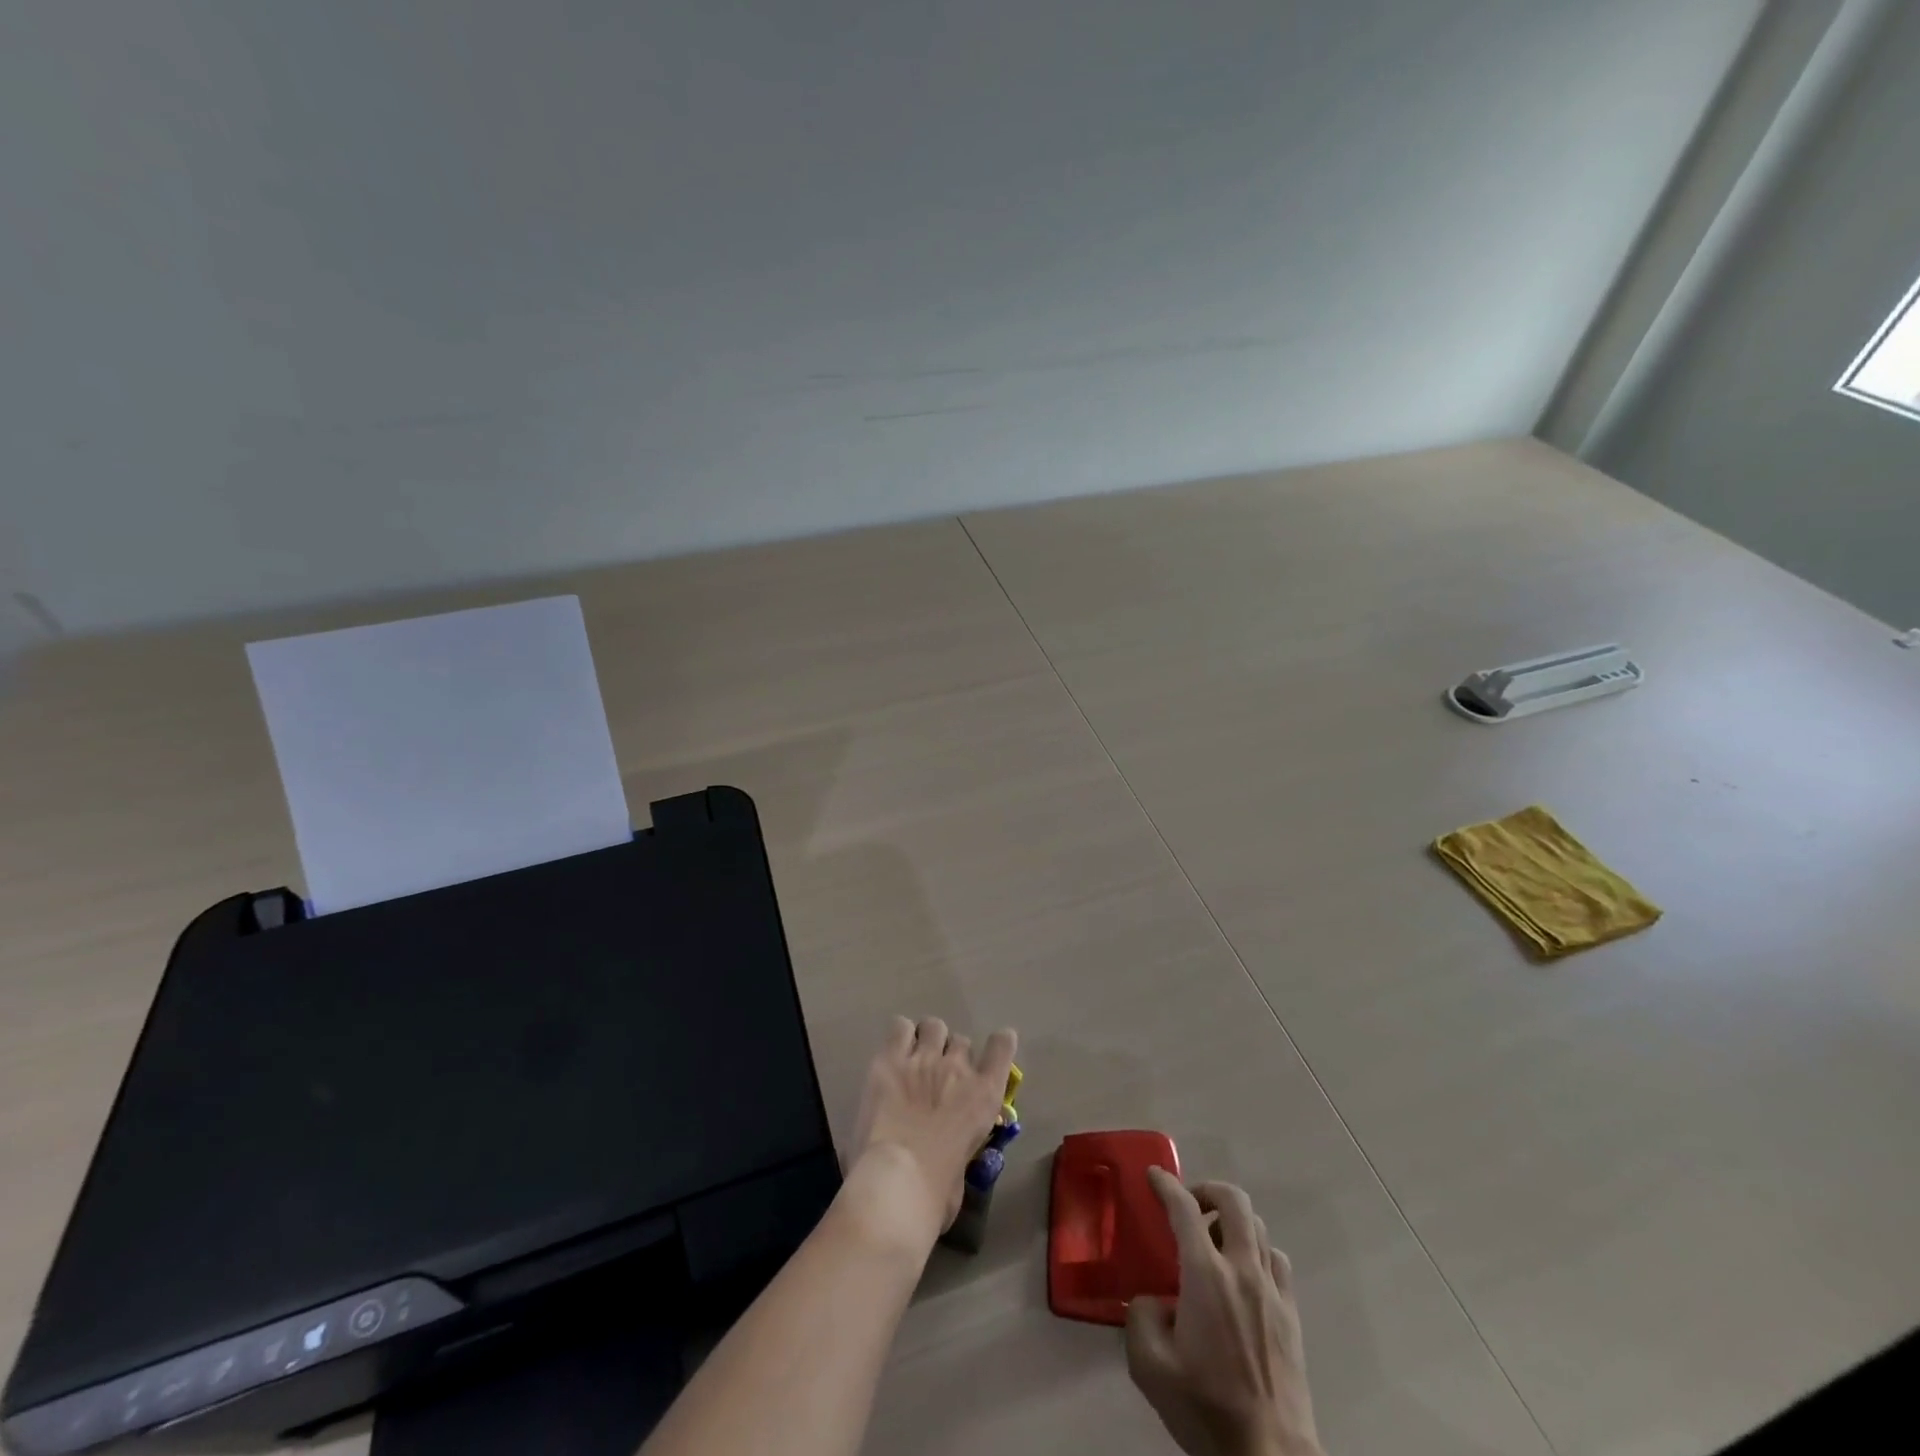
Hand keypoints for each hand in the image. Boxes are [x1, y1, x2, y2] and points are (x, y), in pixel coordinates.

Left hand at [844, 1015, 1016, 1254]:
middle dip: (952, 1055)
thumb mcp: (964, 1170)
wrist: (898, 1183)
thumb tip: (950, 1155)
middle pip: (961, 1040)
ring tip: (914, 1060)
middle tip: (938, 1077)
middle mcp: (958, 1068)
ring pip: (933, 1026)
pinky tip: (893, 1054)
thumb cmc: (936, 1193)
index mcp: (984, 1095)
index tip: (995, 1046)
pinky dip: (900, 1036)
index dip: (999, 1043)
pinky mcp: (889, 1059)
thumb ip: (962, 1148)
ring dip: (927, 1040)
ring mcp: (923, 1059)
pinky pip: (899, 1027)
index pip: (1002, 1047)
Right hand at [1125, 1170, 1322, 1455]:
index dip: (1166, 1185)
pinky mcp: (1292, 1316)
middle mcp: (1242, 1270)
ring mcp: (1273, 1291)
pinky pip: (1277, 1260)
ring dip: (1233, 1221)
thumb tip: (1154, 1300)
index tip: (1153, 1176)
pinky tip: (1244, 1275)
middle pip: (1234, 1201)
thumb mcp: (1149, 1366)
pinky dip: (1257, 1251)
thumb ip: (1140, 1317)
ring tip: (1215, 1242)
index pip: (1184, 1209)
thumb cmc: (1206, 1409)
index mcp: (1206, 1276)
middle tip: (1189, 1206)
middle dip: (1208, 1190)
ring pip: (1258, 1227)